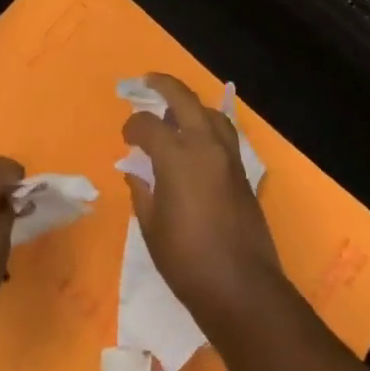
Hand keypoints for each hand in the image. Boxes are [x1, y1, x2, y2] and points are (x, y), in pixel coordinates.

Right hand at [123, 74, 285, 334]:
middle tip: (147, 81)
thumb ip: (142, 192)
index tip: (126, 138)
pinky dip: (208, 126)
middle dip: (163, 86)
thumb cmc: (187, 261)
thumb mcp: (152, 226)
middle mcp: (205, 147)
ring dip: (191, 105)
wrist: (242, 289)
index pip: (148, 125)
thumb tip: (138, 173)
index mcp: (177, 158)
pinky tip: (197, 140)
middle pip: (184, 100)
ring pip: (211, 114)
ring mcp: (228, 159)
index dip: (132, 127)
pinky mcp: (243, 174)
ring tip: (175, 111)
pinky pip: (225, 135)